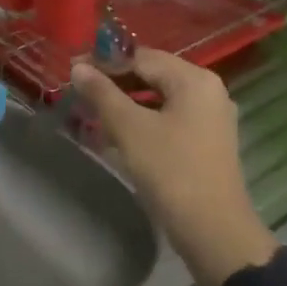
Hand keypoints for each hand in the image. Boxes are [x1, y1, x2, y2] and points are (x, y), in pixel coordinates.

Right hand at [69, 50, 276, 285]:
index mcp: (194, 80)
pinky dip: (144, 122)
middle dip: (116, 83)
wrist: (212, 229)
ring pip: (160, 100)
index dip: (106, 60)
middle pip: (154, 75)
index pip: (143, 56)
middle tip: (80, 92)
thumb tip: (78, 67)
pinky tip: (119, 136)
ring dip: (127, 104)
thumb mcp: (130, 129)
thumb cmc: (170, 170)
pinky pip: (170, 120)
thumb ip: (102, 94)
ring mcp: (211, 118)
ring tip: (93, 114)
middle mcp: (208, 91)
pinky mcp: (207, 143)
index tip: (73, 69)